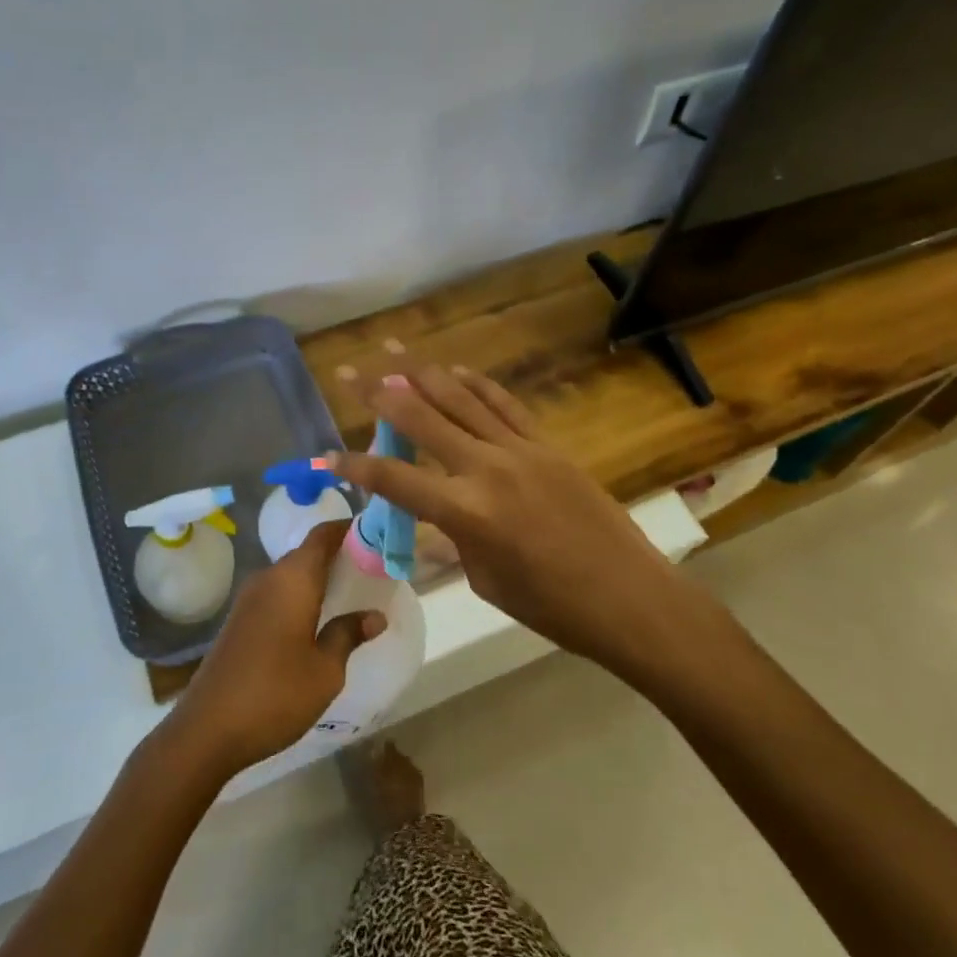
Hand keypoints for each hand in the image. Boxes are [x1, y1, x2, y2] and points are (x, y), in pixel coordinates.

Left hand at [166, 521, 383, 774]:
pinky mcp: (240, 619)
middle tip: (372, 570)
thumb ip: (348, 635)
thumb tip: (375, 615)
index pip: (323, 534)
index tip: (376, 534)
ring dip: (319, 578)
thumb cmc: (275, 694)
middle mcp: (269, 577)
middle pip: (308, 553)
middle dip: (339, 556)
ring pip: (292, 574)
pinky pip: (278, 593)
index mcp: (293, 579)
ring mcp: (250, 598)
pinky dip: (301, 596)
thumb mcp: (325, 670)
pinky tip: (316, 620)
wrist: (207, 729)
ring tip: (351, 595)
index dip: (348, 528)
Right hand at [331, 365, 688, 675]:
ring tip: (391, 349)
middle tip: (346, 372)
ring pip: (459, 398)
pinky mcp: (546, 444)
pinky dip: (475, 383)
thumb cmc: (554, 607)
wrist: (631, 598)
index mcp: (467, 513)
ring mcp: (519, 450)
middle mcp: (486, 469)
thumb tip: (429, 522)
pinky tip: (453, 370)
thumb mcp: (486, 580)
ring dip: (421, 372)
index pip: (395, 480)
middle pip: (421, 420)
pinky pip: (503, 404)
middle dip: (377, 394)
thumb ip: (452, 540)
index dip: (354, 467)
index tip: (325, 457)